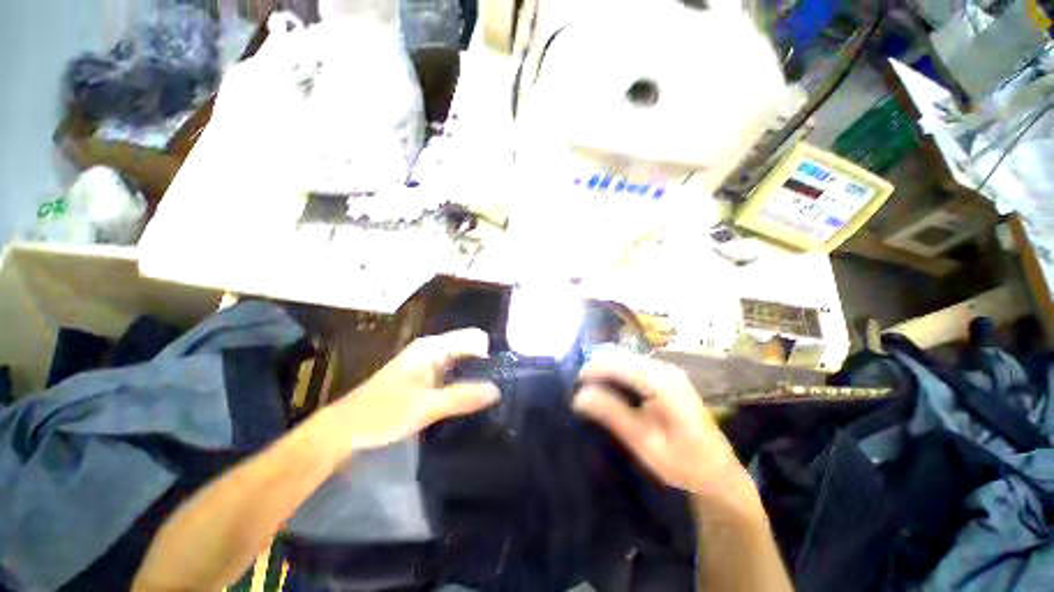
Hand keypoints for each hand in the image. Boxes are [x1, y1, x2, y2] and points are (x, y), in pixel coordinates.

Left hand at [331, 328, 498, 449]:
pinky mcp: (423, 380)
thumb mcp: (425, 406)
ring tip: (490, 395)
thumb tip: (496, 390)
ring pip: (460, 363)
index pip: (472, 338)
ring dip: (474, 376)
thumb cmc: (382, 413)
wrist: (344, 430)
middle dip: (484, 365)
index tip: (502, 373)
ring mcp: (426, 365)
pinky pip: (451, 375)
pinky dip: (462, 384)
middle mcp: (431, 351)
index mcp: (431, 348)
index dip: (488, 352)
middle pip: (468, 349)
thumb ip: (462, 396)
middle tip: (499, 388)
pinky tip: (469, 400)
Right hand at [573, 353, 754, 503]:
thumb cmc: (683, 462)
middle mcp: (664, 368)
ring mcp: (667, 370)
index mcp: (662, 382)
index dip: (592, 370)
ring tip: (589, 390)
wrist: (718, 472)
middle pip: (620, 357)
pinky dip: (616, 374)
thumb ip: (611, 414)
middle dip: (597, 369)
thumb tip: (578, 396)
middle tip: (579, 391)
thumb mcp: (643, 442)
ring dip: (605, 371)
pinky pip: (633, 366)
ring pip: (625, 359)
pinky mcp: (666, 376)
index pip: (618, 364)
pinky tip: (609, 389)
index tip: (572, 385)